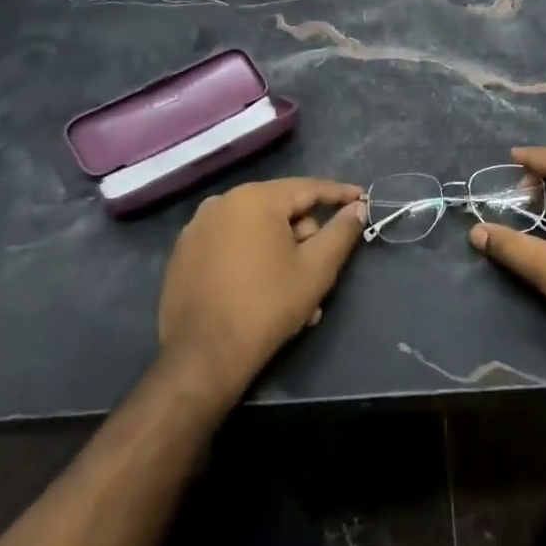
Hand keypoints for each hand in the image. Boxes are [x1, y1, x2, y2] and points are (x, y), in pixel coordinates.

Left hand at [158, 178, 365, 401]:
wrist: (203, 357)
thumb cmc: (267, 306)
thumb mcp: (317, 269)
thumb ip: (341, 231)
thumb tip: (357, 207)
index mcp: (254, 198)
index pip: (307, 188)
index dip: (339, 194)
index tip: (362, 198)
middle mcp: (221, 203)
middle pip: (279, 210)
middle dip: (304, 237)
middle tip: (319, 271)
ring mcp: (197, 228)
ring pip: (255, 230)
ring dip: (280, 253)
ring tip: (294, 293)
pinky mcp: (183, 255)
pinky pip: (229, 245)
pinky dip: (251, 260)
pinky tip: (261, 292)